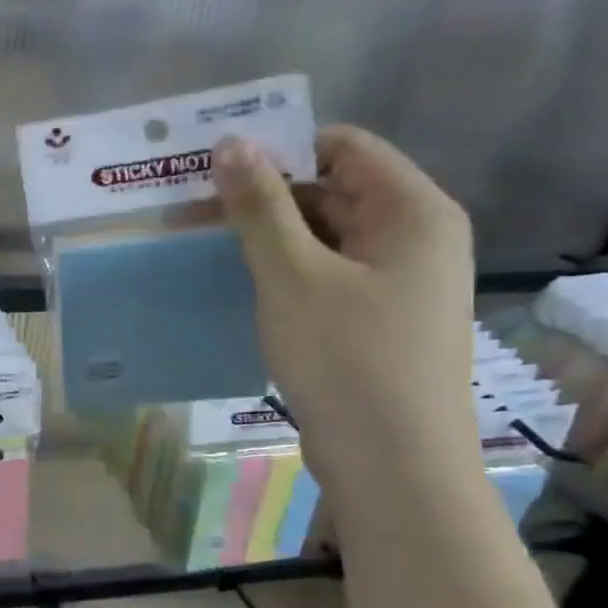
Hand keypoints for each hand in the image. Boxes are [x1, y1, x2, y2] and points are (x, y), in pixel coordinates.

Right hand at [214, 126, 477, 489]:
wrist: (392, 464)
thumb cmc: (347, 359)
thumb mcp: (292, 276)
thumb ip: (259, 207)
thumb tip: (231, 143)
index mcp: (411, 211)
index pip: (342, 146)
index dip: (278, 149)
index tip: (214, 169)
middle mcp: (415, 236)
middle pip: (333, 189)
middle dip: (264, 196)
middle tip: (193, 212)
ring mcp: (399, 281)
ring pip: (326, 236)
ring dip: (269, 236)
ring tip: (205, 247)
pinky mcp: (379, 319)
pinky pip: (328, 274)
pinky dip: (285, 271)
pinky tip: (242, 285)